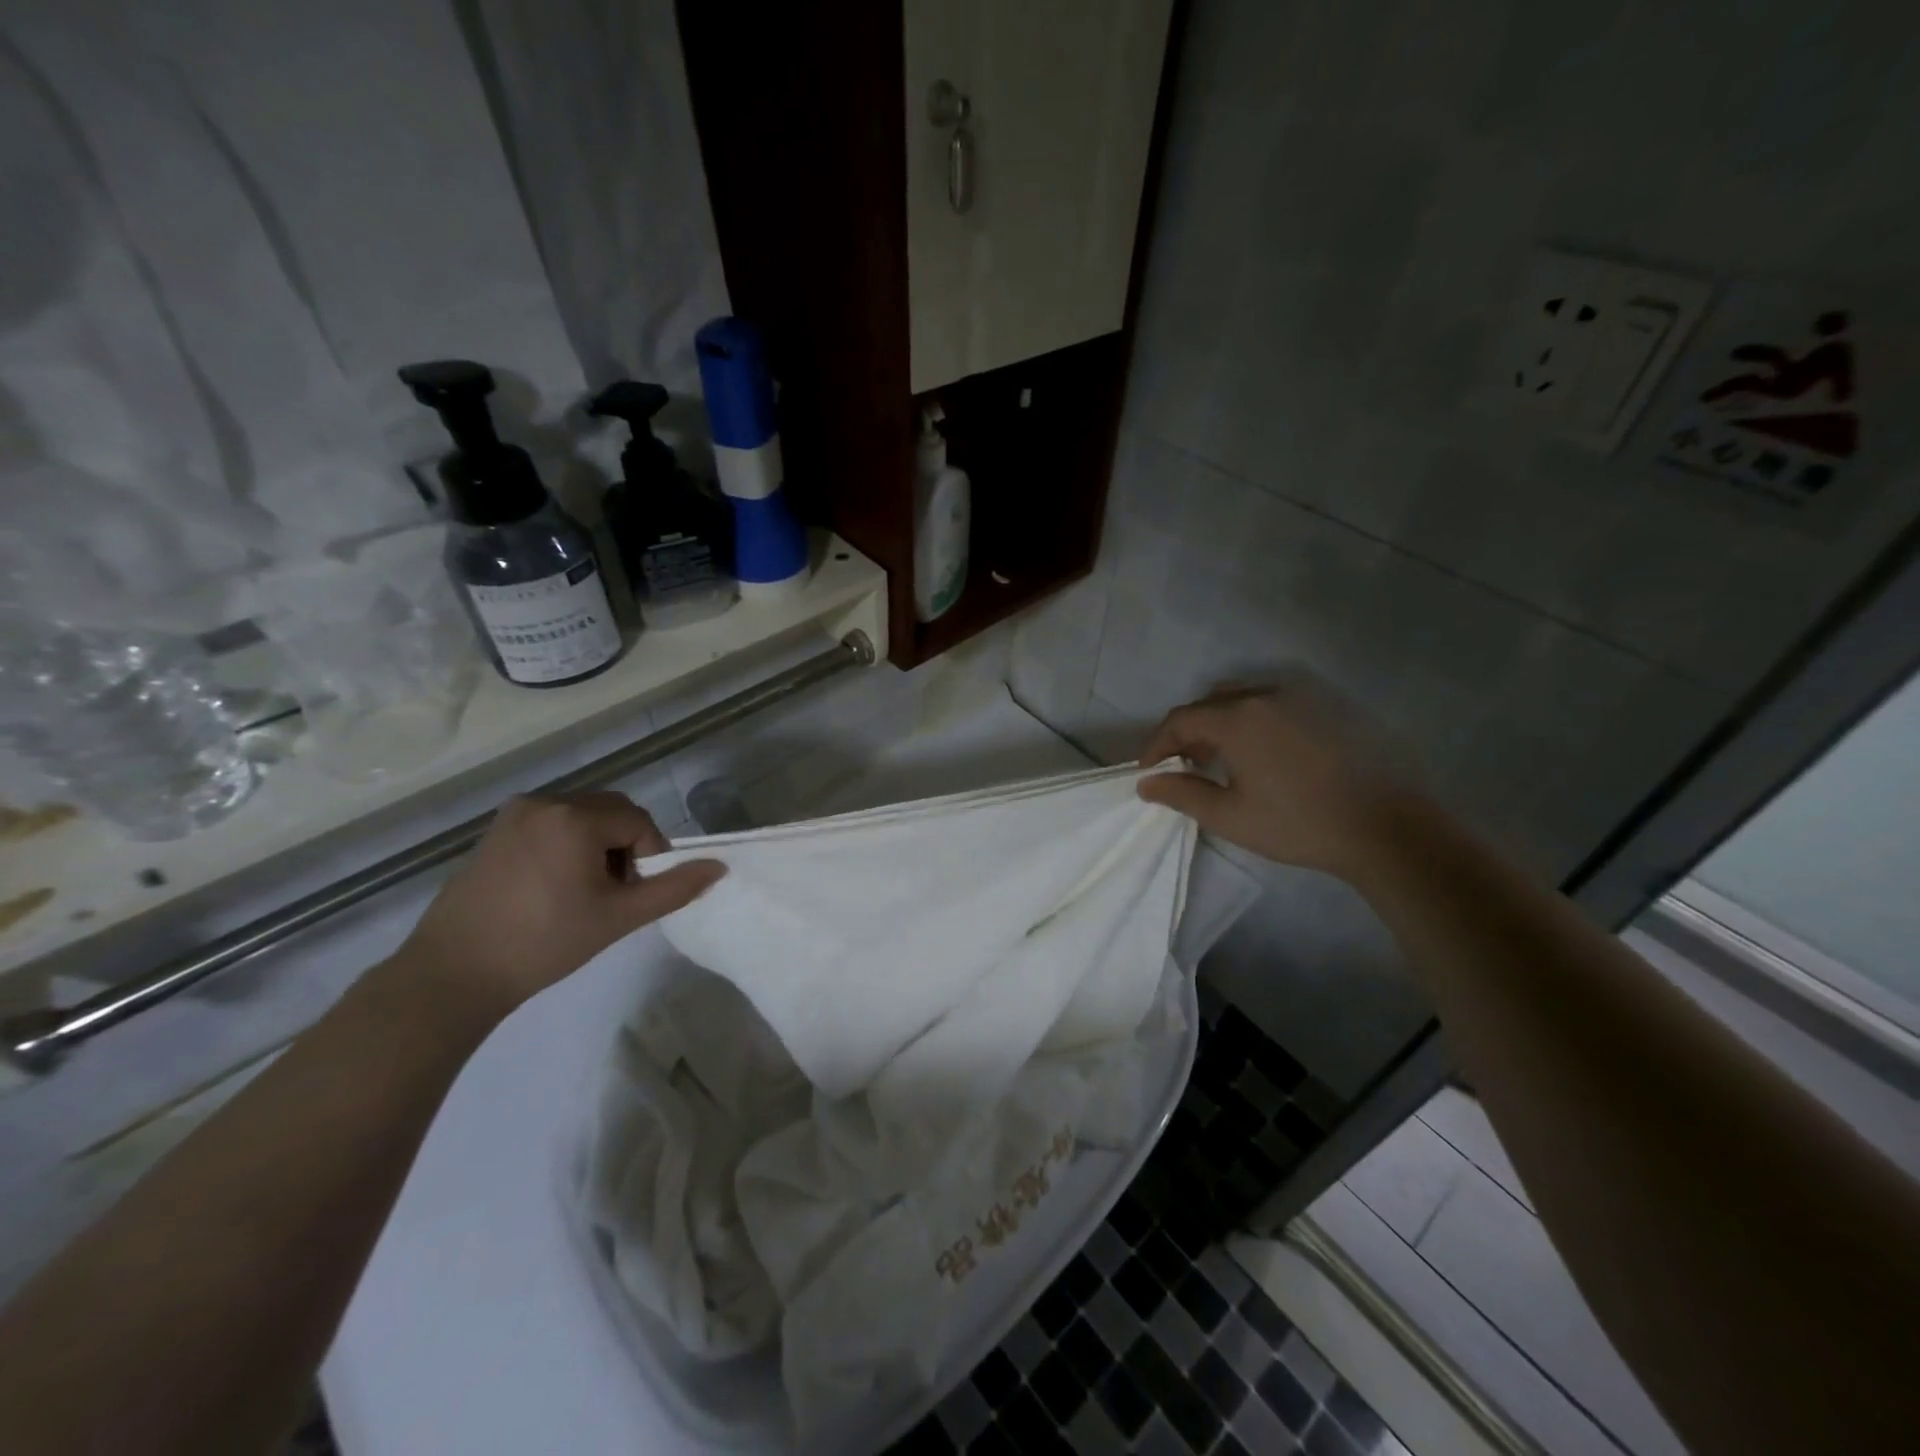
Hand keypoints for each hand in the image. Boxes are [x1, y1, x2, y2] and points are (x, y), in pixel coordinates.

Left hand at [393, 792, 723, 1018]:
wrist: (455, 973)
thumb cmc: (545, 943)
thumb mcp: (619, 917)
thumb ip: (673, 889)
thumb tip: (719, 868)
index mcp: (574, 818)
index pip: (638, 822)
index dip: (648, 856)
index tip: (632, 894)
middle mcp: (545, 802)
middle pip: (611, 811)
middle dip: (624, 845)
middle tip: (612, 892)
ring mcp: (515, 814)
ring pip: (583, 815)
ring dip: (598, 843)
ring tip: (583, 890)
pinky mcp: (496, 830)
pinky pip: (552, 822)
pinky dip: (568, 843)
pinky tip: (553, 885)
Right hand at [1137, 680, 1419, 879]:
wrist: (1384, 828)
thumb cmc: (1298, 824)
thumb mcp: (1230, 816)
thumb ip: (1182, 794)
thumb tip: (1146, 783)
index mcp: (1238, 719)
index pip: (1181, 719)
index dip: (1158, 744)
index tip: (1150, 771)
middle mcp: (1265, 696)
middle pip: (1209, 703)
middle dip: (1187, 732)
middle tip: (1184, 766)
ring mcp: (1300, 698)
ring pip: (1242, 698)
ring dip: (1219, 723)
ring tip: (1221, 760)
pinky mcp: (1326, 708)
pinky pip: (1273, 703)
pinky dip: (1251, 720)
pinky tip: (1262, 755)